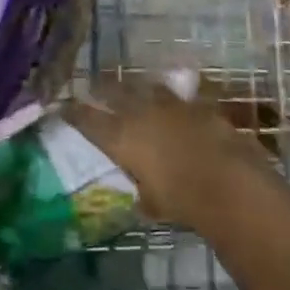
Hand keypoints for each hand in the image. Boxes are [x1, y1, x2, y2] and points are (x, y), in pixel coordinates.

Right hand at [62, 73, 271, 227]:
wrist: (227, 181)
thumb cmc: (180, 200)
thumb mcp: (153, 204)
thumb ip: (143, 195)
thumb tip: (141, 199)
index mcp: (120, 136)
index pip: (86, 118)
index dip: (72, 112)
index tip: (62, 107)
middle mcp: (139, 112)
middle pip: (112, 91)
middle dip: (101, 88)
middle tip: (93, 87)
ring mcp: (169, 103)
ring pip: (145, 86)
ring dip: (137, 87)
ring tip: (134, 88)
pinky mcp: (197, 103)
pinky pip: (179, 96)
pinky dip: (173, 100)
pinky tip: (175, 104)